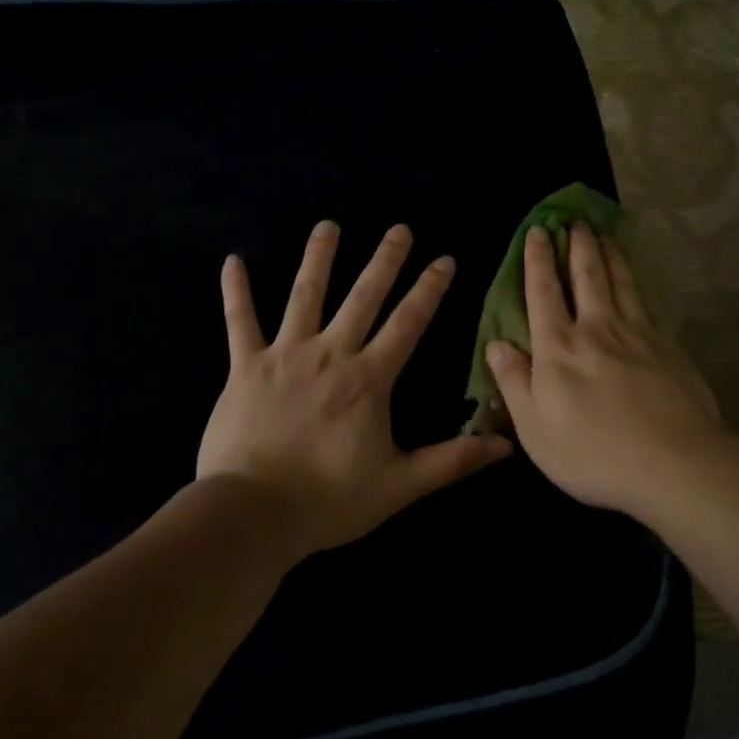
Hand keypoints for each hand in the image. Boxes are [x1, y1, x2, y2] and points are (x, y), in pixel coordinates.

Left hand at [197, 221, 511, 555]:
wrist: (253, 512)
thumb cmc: (329, 499)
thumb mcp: (401, 484)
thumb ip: (452, 461)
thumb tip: (506, 445)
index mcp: (368, 379)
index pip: (407, 323)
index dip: (429, 290)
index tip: (444, 259)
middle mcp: (330, 354)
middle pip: (362, 297)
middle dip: (384, 260)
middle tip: (399, 228)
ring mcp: (284, 355)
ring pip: (304, 295)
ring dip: (318, 258)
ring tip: (328, 226)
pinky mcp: (245, 367)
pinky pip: (240, 322)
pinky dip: (236, 291)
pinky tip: (233, 261)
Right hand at [487, 224, 732, 521]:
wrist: (675, 463)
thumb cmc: (593, 454)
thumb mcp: (535, 429)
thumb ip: (514, 382)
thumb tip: (496, 343)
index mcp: (558, 349)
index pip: (543, 293)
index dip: (537, 260)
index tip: (537, 232)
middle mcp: (596, 329)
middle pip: (586, 276)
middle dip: (577, 245)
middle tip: (574, 220)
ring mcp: (637, 334)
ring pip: (620, 282)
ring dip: (609, 254)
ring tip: (603, 233)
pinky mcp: (667, 346)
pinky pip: (645, 302)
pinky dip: (635, 281)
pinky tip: (635, 280)